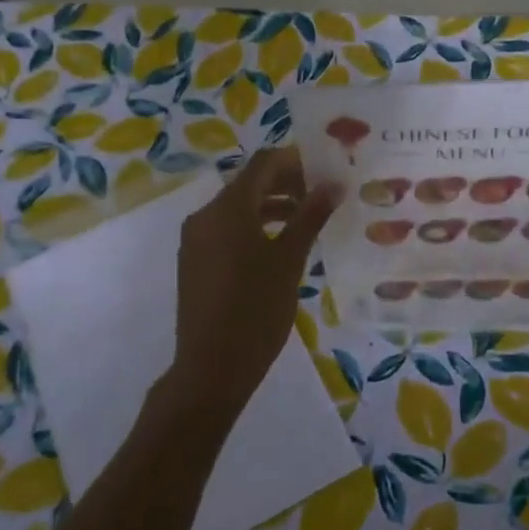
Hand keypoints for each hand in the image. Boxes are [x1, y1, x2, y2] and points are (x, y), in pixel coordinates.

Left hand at [166, 148, 339, 418]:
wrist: (211, 368)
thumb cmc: (256, 311)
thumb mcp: (290, 261)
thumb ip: (310, 217)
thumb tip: (333, 183)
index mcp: (228, 209)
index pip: (264, 163)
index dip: (296, 160)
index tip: (327, 170)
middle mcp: (206, 215)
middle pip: (249, 183)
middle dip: (287, 183)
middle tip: (323, 195)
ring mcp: (196, 239)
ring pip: (238, 208)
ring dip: (272, 206)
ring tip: (308, 219)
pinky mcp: (195, 261)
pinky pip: (227, 230)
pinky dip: (254, 226)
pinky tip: (281, 245)